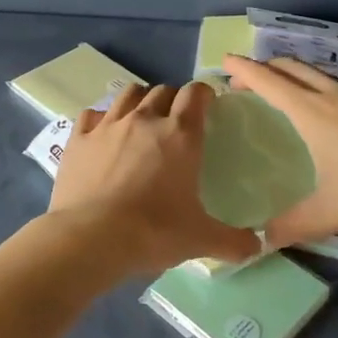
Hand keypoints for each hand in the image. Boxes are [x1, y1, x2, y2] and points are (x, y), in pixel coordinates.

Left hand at [49, 82, 261, 272]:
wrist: (90, 238)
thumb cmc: (153, 232)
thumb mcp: (200, 239)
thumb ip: (233, 241)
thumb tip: (258, 246)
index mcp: (180, 135)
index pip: (196, 94)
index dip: (203, 94)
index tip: (207, 106)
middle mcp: (145, 119)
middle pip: (162, 90)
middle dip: (172, 100)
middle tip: (175, 122)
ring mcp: (108, 125)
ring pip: (128, 94)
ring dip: (139, 100)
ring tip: (141, 120)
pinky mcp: (79, 138)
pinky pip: (91, 114)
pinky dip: (100, 119)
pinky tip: (102, 134)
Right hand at [223, 54, 337, 245]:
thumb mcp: (331, 211)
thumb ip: (293, 224)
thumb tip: (262, 239)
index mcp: (312, 113)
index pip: (269, 81)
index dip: (243, 70)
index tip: (224, 61)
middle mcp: (332, 96)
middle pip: (291, 67)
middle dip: (264, 67)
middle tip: (246, 82)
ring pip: (316, 73)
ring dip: (292, 74)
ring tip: (281, 93)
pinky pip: (335, 85)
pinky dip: (314, 86)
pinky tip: (324, 112)